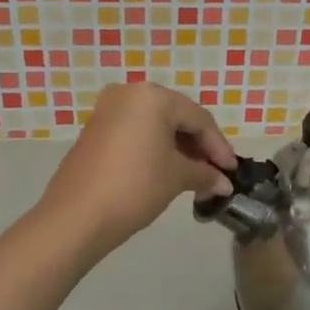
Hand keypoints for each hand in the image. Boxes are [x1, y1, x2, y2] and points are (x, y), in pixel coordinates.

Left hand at [38, 82, 237, 256]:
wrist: (77, 216)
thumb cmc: (135, 187)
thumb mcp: (176, 178)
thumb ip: (204, 174)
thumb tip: (224, 183)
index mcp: (153, 97)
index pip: (198, 118)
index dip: (218, 146)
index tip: (232, 171)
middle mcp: (129, 94)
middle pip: (176, 117)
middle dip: (198, 145)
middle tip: (215, 172)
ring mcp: (108, 110)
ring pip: (154, 124)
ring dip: (177, 147)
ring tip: (195, 174)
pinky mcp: (95, 129)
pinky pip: (135, 132)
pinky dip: (154, 148)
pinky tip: (166, 170)